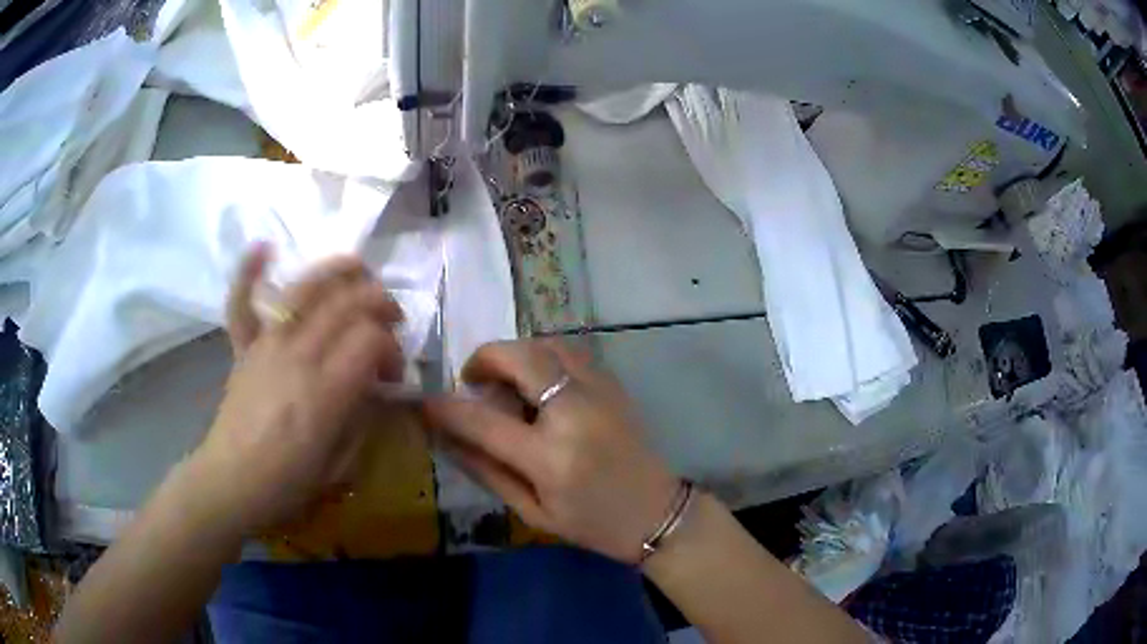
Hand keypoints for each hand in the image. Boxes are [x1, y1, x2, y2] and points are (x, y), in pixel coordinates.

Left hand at [192, 245, 404, 534]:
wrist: (231, 482)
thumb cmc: (287, 483)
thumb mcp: (341, 466)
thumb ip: (364, 420)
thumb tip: (379, 388)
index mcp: (324, 393)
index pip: (370, 340)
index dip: (392, 348)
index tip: (393, 374)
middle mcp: (296, 356)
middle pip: (345, 304)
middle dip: (379, 302)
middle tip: (391, 320)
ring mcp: (265, 346)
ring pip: (303, 288)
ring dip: (337, 271)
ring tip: (359, 271)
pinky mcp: (243, 348)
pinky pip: (242, 303)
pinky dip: (249, 272)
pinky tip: (265, 247)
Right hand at [422, 340, 679, 563]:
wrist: (657, 513)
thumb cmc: (592, 523)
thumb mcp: (533, 512)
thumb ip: (488, 471)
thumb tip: (447, 438)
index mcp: (550, 456)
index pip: (482, 421)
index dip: (446, 409)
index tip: (425, 403)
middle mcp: (574, 412)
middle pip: (519, 358)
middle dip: (484, 358)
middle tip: (472, 379)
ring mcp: (599, 391)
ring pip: (547, 345)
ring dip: (515, 353)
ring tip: (504, 379)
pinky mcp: (614, 384)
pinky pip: (570, 352)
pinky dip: (543, 355)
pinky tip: (538, 381)